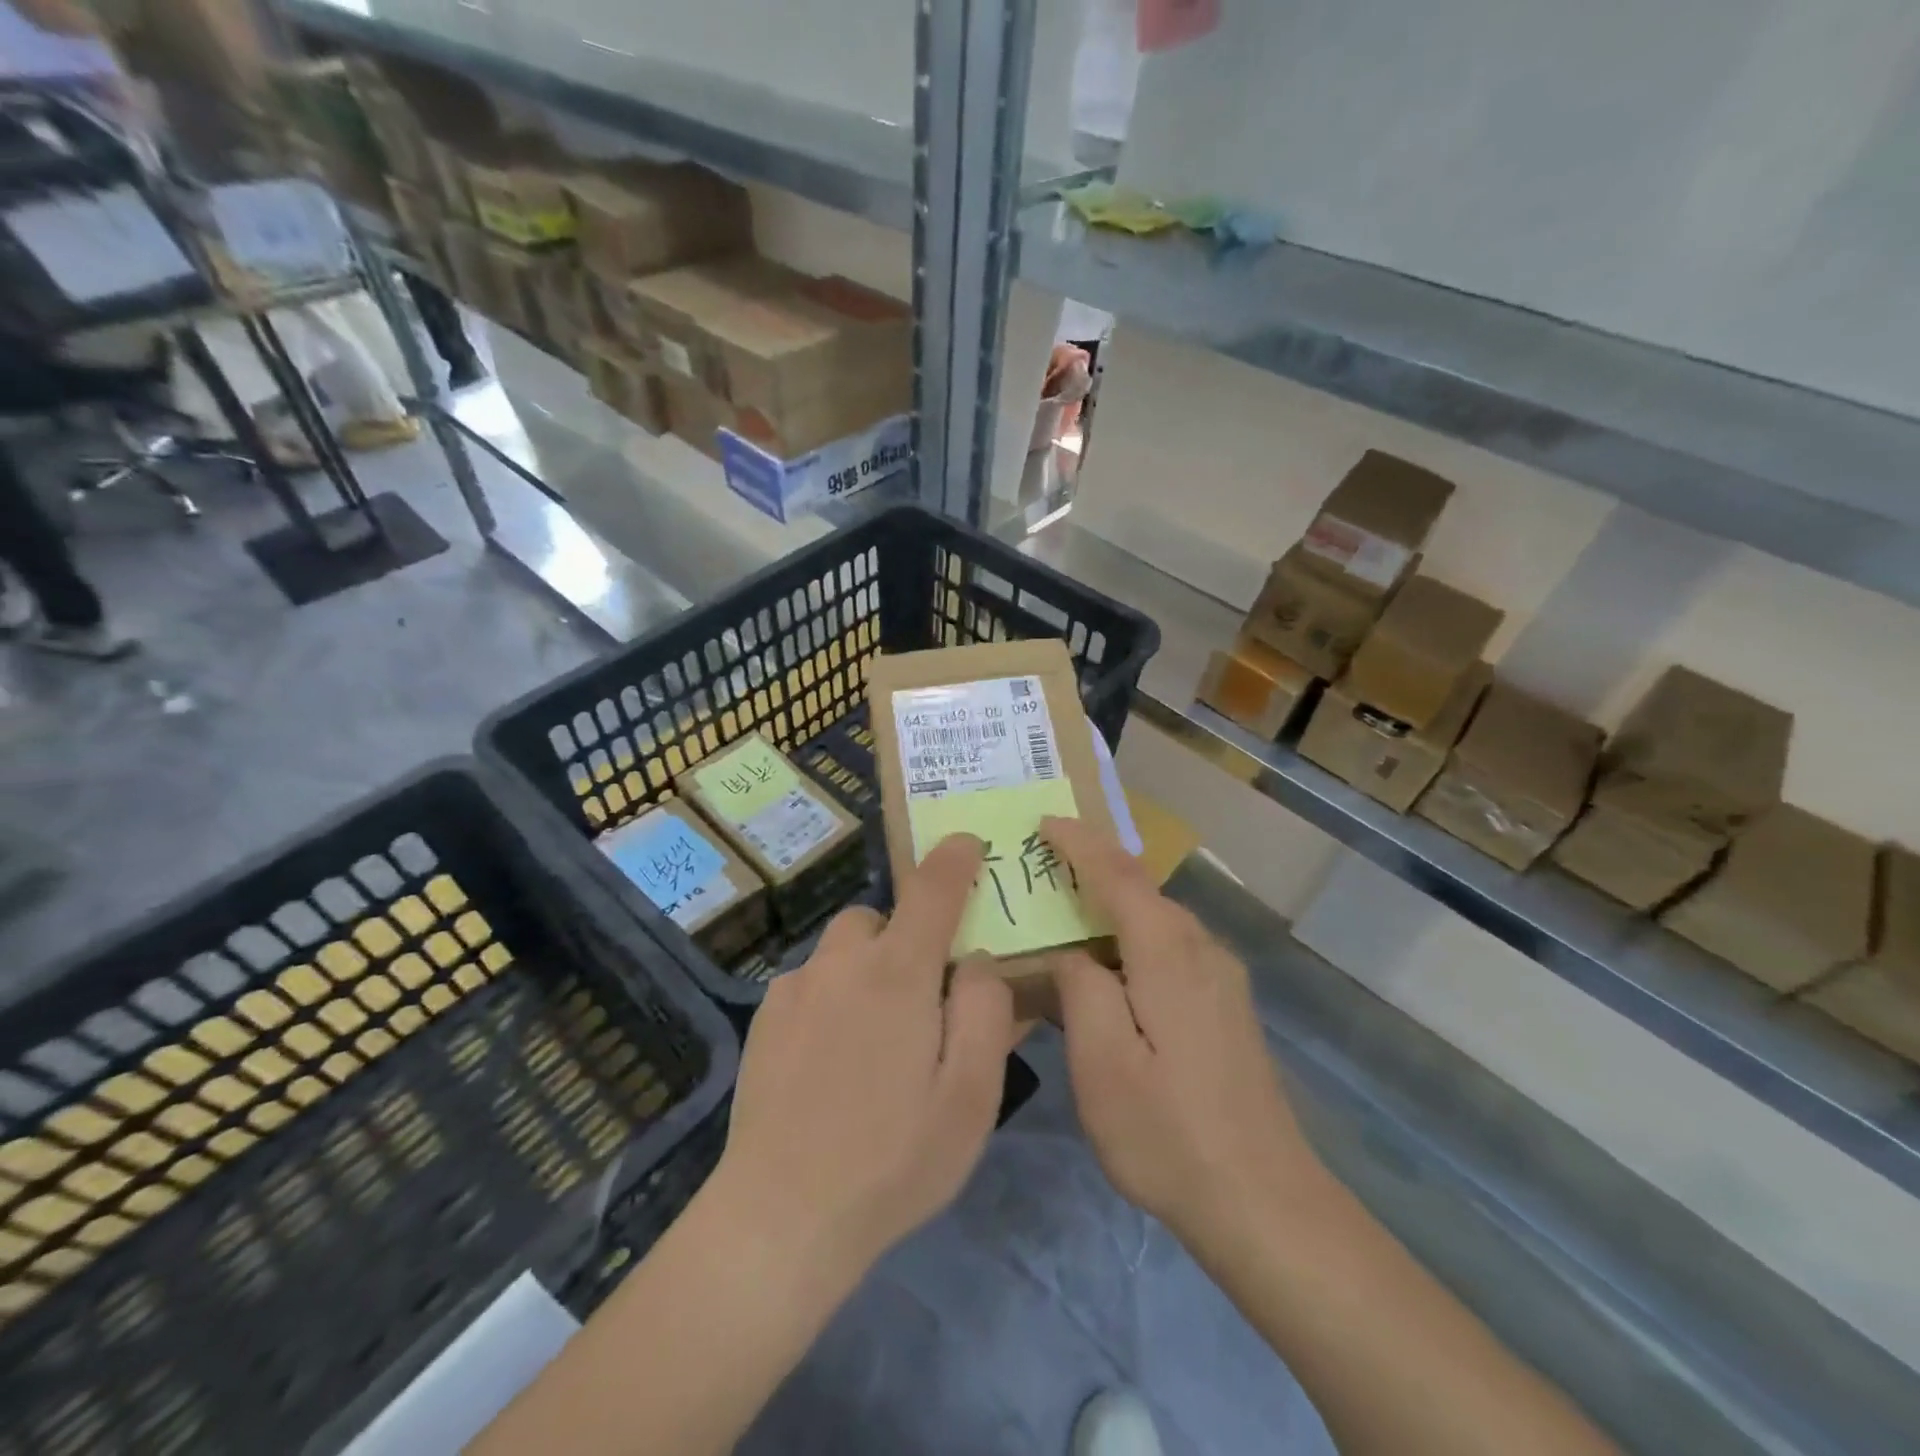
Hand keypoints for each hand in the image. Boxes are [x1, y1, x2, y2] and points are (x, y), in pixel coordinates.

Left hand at [712, 835, 1015, 1286]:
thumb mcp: (970, 1095)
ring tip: (876, 1037)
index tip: (967, 843)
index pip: (933, 890)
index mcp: (898, 973)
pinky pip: (811, 982)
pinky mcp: (765, 1020)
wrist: (780, 1217)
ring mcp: (795, 988)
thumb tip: (978, 961)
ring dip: (868, 968)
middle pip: (881, 919)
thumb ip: (985, 1011)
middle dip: (907, 938)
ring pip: (843, 950)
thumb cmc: (893, 1158)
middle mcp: (842, 963)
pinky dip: (832, 996)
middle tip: (923, 996)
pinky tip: (831, 1061)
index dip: (955, 860)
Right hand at [1043, 817, 1325, 1247]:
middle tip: (1040, 865)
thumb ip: (1080, 988)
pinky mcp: (1226, 1006)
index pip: (1119, 875)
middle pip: (1141, 890)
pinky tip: (1107, 966)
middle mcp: (1202, 950)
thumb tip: (1072, 954)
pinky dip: (1131, 936)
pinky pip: (1169, 947)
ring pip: (1157, 919)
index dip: (1080, 844)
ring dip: (1111, 904)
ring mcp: (1221, 979)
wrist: (1265, 1203)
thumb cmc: (1169, 1134)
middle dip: (1092, 867)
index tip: (1043, 822)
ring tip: (1064, 909)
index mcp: (1169, 954)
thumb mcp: (1102, 1064)